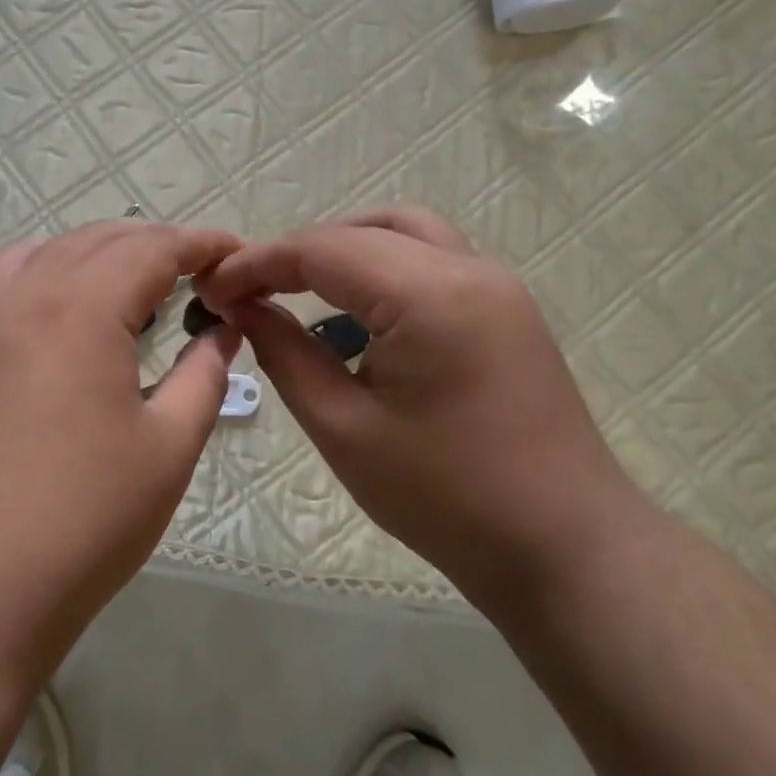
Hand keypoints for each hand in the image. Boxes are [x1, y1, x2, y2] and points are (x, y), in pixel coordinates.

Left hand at [0, 220, 242, 683]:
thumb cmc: (81, 522)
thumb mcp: (167, 449)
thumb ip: (202, 376)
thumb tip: (223, 331)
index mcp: (78, 308)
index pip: (150, 247)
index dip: (200, 242)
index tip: (236, 250)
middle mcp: (18, 301)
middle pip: (91, 242)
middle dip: (150, 243)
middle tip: (195, 269)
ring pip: (34, 257)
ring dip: (87, 254)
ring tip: (124, 283)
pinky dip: (38, 282)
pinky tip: (54, 327)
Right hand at [194, 206, 638, 583]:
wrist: (563, 547)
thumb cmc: (445, 498)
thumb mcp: (344, 428)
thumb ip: (286, 354)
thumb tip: (244, 309)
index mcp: (429, 295)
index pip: (324, 249)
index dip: (259, 263)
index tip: (212, 290)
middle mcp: (470, 269)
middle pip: (367, 228)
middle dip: (301, 251)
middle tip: (254, 292)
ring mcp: (499, 285)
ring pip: (408, 233)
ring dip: (348, 250)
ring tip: (302, 293)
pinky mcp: (508, 310)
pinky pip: (435, 262)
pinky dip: (386, 269)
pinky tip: (362, 316)